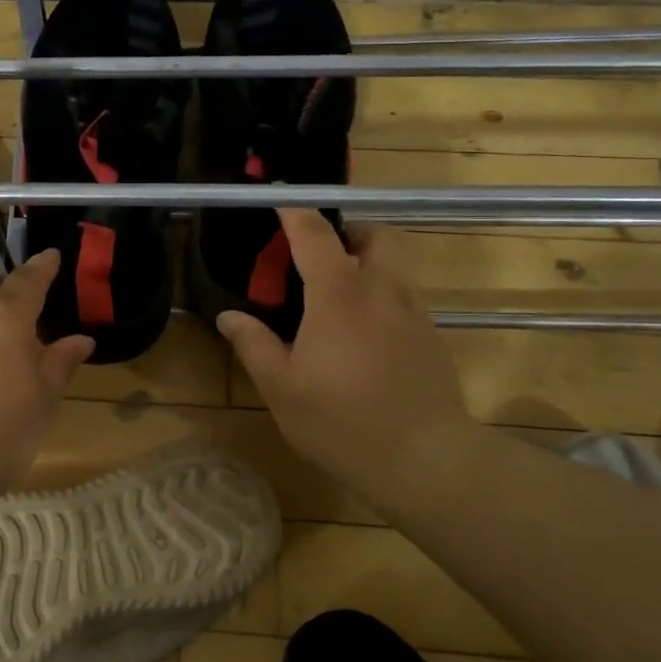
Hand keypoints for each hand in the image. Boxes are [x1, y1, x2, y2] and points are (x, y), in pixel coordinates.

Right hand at [217, 209, 476, 492]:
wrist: (427, 461)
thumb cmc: (342, 422)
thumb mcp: (282, 388)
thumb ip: (254, 345)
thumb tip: (228, 317)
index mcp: (339, 295)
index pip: (315, 234)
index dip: (295, 212)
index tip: (279, 200)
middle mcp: (381, 291)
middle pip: (377, 235)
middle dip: (350, 231)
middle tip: (321, 255)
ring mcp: (414, 313)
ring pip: (396, 267)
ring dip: (368, 263)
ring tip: (337, 297)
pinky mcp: (432, 338)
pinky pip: (405, 298)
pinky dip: (382, 297)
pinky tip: (363, 336)